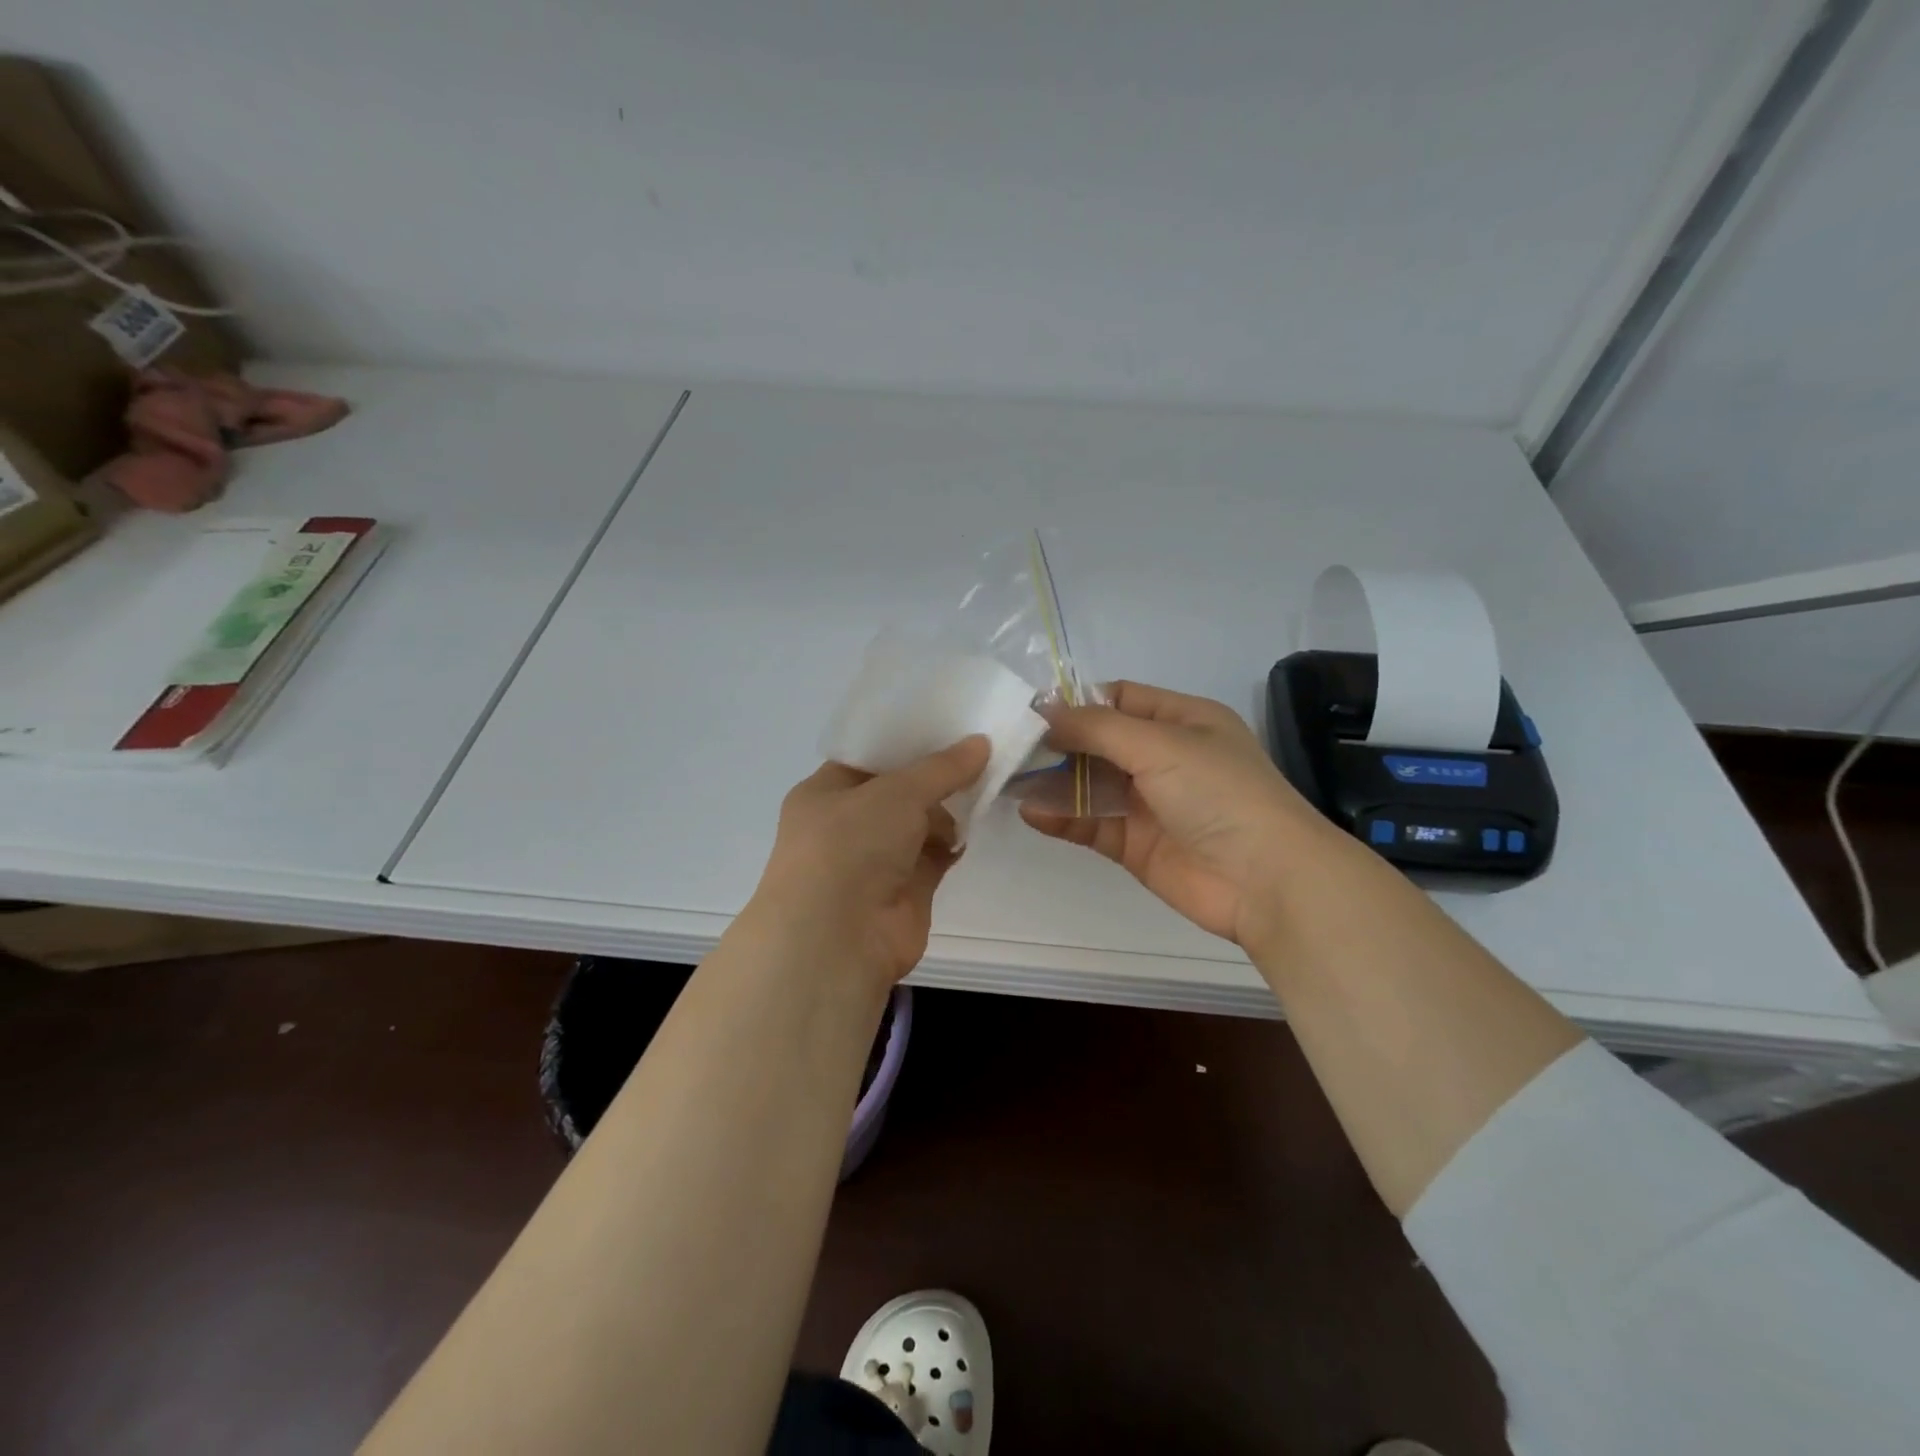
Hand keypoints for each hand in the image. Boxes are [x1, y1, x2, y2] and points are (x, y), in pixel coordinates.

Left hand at [745, 736, 991, 991]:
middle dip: (934, 777)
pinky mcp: (904, 890)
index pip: (869, 757)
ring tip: (984, 787)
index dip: (907, 742)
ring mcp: (875, 860)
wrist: (838, 940)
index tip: (950, 725)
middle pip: (898, 791)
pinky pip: (934, 856)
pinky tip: (974, 828)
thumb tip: (981, 742)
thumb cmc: (851, 846)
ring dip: (947, 811)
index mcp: (826, 791)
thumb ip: (942, 768)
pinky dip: (952, 844)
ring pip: (919, 824)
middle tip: (978, 753)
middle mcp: (846, 824)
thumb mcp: (897, 792)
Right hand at [1022, 682, 1334, 949]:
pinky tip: (1030, 812)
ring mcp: (1149, 803)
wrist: (1266, 880)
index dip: (1077, 702)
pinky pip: (1091, 823)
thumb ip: (1096, 727)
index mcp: (1182, 720)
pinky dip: (1061, 817)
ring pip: (1090, 784)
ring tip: (1009, 778)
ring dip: (1052, 782)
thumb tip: (1043, 712)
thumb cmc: (1218, 792)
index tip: (1031, 711)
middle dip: (1057, 744)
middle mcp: (1164, 757)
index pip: (1119, 699)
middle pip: (1098, 742)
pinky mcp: (1135, 844)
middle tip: (1009, 746)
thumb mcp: (1159, 743)